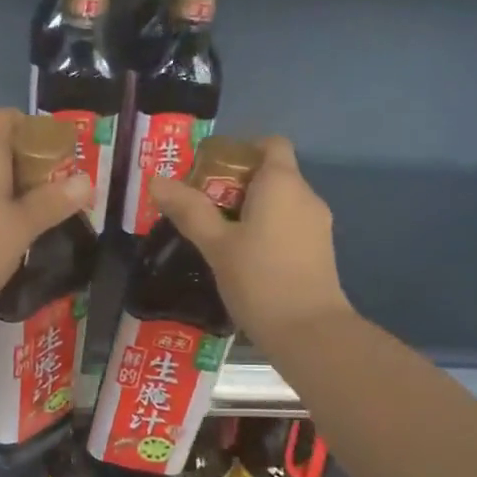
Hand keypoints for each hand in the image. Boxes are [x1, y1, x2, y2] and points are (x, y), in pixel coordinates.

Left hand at [0, 110, 91, 359]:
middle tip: (52, 189)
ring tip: (32, 210)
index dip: (33, 130)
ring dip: (5, 182)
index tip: (56, 157)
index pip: (6, 117)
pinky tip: (1, 227)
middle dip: (24, 160)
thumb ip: (54, 201)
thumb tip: (86, 181)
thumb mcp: (23, 227)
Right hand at [148, 137, 352, 345]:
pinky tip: (243, 259)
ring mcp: (318, 225)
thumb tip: (156, 180)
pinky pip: (289, 225)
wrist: (309, 332)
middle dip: (236, 185)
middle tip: (201, 208)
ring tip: (217, 236)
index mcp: (282, 183)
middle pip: (272, 173)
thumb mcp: (216, 244)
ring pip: (280, 203)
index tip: (211, 172)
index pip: (270, 144)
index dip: (241, 149)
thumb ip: (189, 210)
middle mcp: (306, 196)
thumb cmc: (259, 280)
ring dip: (250, 210)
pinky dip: (267, 230)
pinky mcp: (320, 251)